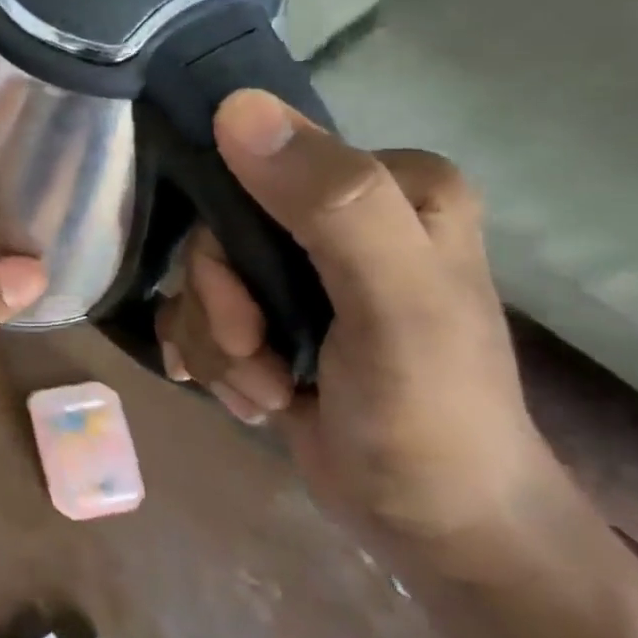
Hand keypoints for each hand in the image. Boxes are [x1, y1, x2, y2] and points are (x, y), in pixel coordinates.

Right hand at [156, 90, 566, 565]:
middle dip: (221, 310)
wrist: (437, 531)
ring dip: (219, 347)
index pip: (254, 169)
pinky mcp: (275, 314)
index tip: (248, 314)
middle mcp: (342, 216)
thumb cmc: (431, 416)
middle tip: (257, 359)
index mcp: (389, 186)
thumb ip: (330, 202)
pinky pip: (199, 315)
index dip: (227, 244)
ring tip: (268, 391)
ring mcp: (305, 270)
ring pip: (200, 280)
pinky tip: (253, 397)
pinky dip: (214, 363)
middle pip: (216, 234)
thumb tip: (236, 107)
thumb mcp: (394, 305)